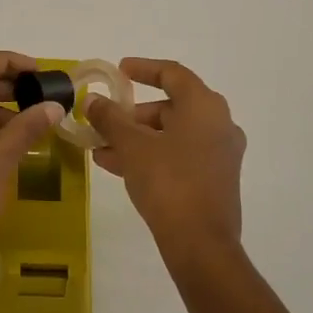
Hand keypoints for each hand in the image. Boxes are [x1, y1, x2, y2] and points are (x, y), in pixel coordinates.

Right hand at [88, 58, 245, 255]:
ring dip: (136, 138)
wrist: (201, 244)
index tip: (118, 71)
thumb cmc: (168, 182)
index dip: (143, 69)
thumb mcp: (132, 146)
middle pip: (170, 107)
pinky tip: (116, 167)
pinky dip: (151, 155)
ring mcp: (219, 154)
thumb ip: (111, 118)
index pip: (172, 74)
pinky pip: (178, 156)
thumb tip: (93, 100)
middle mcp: (219, 124)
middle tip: (103, 121)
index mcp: (205, 106)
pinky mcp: (215, 179)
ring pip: (171, 135)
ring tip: (99, 149)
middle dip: (132, 114)